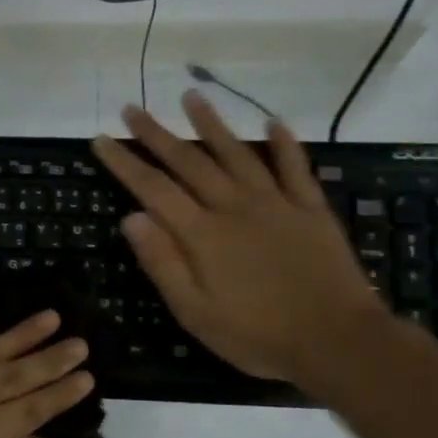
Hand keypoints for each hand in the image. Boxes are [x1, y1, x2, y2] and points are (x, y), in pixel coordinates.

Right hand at [92, 90, 386, 388]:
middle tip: (132, 108)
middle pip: (189, 162)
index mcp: (202, 234)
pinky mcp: (310, 210)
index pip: (153, 189)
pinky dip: (284, 144)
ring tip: (191, 96)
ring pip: (237, 154)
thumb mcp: (195, 313)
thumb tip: (131, 217)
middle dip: (157, 134)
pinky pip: (295, 168)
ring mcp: (276, 204)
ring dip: (212, 124)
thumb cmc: (257, 336)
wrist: (337, 342)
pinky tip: (274, 122)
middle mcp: (234, 207)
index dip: (124, 163)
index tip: (100, 139)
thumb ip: (162, 263)